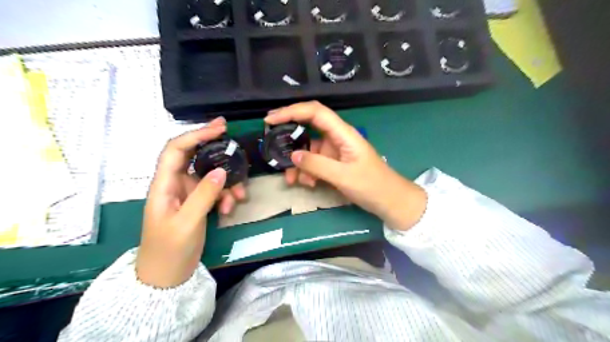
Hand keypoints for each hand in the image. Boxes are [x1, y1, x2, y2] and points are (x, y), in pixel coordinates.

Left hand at [137, 117, 244, 287]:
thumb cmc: (169, 250)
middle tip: (234, 142)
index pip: (176, 149)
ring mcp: (187, 194)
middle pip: (195, 157)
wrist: (167, 277)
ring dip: (227, 182)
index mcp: (164, 185)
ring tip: (239, 196)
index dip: (196, 135)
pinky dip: (225, 196)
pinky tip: (229, 209)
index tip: (219, 128)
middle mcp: (175, 184)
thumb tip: (222, 170)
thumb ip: (204, 195)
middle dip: (215, 149)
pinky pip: (214, 191)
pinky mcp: (197, 203)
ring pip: (210, 175)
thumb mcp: (187, 223)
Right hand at [265, 101, 425, 228]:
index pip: (315, 112)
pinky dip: (307, 171)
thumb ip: (317, 165)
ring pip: (308, 150)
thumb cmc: (372, 185)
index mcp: (343, 133)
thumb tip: (292, 156)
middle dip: (289, 135)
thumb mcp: (343, 176)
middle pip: (308, 127)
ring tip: (291, 179)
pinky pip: (314, 163)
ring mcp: (335, 151)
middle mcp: (337, 138)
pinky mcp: (334, 163)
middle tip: (271, 142)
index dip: (292, 111)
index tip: (271, 119)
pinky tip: (307, 183)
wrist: (389, 201)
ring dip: (297, 163)